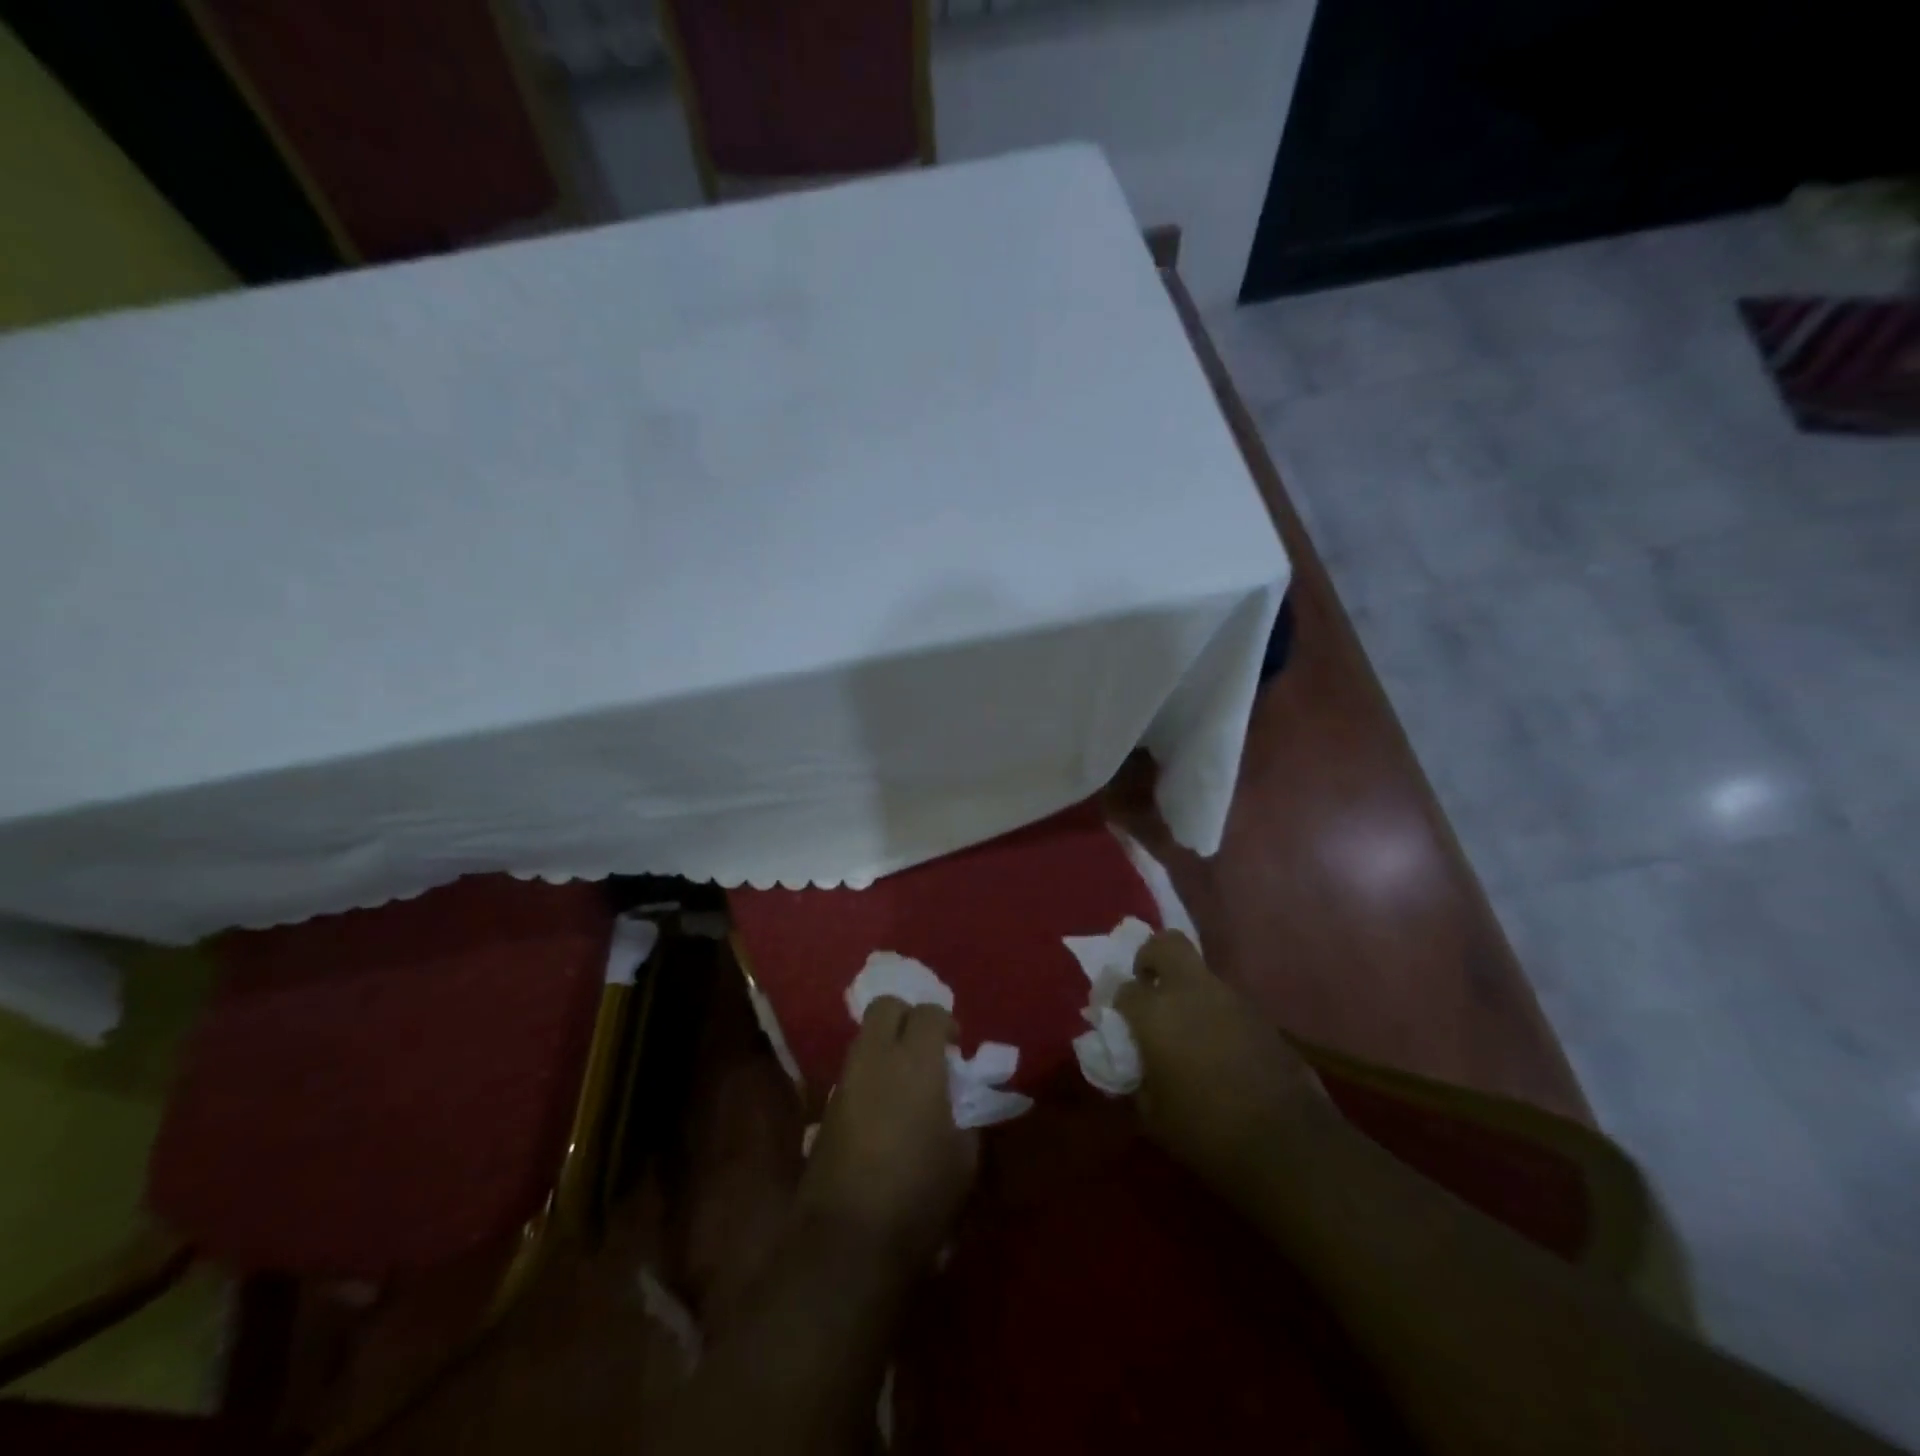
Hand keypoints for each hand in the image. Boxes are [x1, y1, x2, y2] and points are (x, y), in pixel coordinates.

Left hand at [796, 997, 978, 1271]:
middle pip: (886, 1007)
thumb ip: (964, 1114)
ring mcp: (845, 1080)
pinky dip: (870, 1075)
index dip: (946, 1025)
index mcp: (915, 1061)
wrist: (847, 1241)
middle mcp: (875, 1057)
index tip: (956, 1051)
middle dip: (908, 1018)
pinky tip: (884, 1110)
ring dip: (887, 1046)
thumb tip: (957, 1100)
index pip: (929, 1013)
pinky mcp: (826, 1108)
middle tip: (927, 1051)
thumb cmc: (918, 1195)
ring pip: (864, 1037)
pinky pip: (853, 1070)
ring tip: (907, 1083)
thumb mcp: (964, 1157)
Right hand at [1115, 931, 1335, 1191]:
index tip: (1120, 1023)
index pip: (1124, 989)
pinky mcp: (1261, 1016)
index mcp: (1156, 1012)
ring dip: (1188, 991)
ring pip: (1200, 975)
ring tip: (1187, 1030)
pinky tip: (1218, 1049)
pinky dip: (1216, 1014)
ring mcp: (1231, 999)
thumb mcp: (1153, 1116)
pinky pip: (1227, 1002)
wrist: (1288, 1144)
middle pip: (1166, 944)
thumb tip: (1135, 1066)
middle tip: (1149, 988)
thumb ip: (1137, 1079)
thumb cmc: (1206, 1131)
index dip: (1119, 1004)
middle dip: (1152, 958)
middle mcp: (1191, 991)